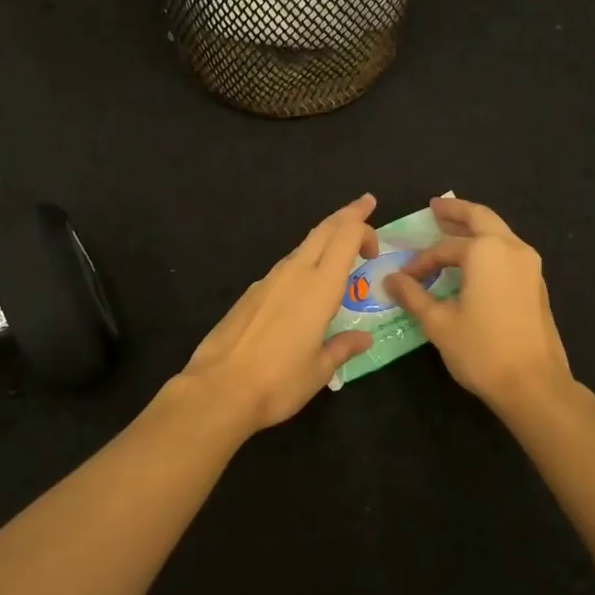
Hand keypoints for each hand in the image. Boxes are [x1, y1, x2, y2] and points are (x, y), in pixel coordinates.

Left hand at [180, 195, 380, 434]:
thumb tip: (363, 338)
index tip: (375, 247)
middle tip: (365, 205)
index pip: (346, 236)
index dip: (364, 229)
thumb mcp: (320, 370)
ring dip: (324, 240)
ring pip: (302, 246)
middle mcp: (295, 273)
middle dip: (347, 215)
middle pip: (324, 229)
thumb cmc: (279, 382)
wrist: (219, 389)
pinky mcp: (251, 293)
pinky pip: (285, 267)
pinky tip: (305, 286)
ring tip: (339, 250)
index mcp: (320, 287)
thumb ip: (343, 347)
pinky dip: (303, 263)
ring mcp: (268, 280)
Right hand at [384, 196, 572, 409]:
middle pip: (480, 218)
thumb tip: (390, 279)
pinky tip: (474, 261)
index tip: (403, 278)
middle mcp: (511, 248)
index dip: (420, 261)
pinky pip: (508, 251)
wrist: (534, 385)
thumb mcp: (438, 323)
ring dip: (474, 228)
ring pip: (498, 233)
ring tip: (452, 229)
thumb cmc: (481, 350)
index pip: (443, 248)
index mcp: (485, 251)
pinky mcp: (537, 284)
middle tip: (435, 207)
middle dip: (456, 212)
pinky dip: (488, 246)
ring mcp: (530, 265)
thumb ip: (413, 295)